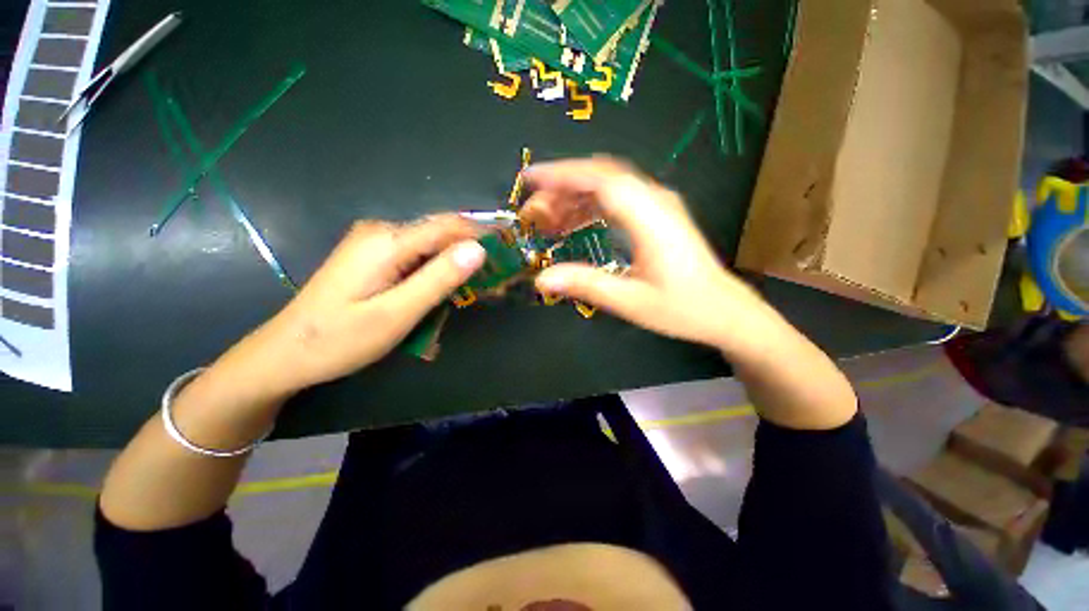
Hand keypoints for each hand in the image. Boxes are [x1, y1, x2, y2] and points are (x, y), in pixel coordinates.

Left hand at [214, 215, 485, 399]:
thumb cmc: (339, 339)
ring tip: (476, 290)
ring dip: (455, 266)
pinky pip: (417, 258)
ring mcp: (376, 243)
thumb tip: (479, 249)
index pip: (449, 226)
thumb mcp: (396, 314)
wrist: (285, 354)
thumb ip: (438, 279)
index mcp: (387, 240)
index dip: (484, 233)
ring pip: (431, 247)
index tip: (512, 248)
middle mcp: (382, 232)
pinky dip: (436, 273)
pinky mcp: (374, 257)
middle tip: (497, 278)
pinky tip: (441, 293)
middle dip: (472, 252)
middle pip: (441, 234)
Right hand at [524, 157, 779, 355]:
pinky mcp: (657, 214)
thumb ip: (586, 285)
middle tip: (534, 213)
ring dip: (574, 197)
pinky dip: (590, 206)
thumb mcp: (630, 301)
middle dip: (561, 188)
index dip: (562, 174)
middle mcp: (655, 200)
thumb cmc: (682, 308)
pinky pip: (617, 199)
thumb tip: (542, 279)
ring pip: (608, 185)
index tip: (530, 180)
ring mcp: (658, 205)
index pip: (600, 179)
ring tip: (548, 222)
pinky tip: (574, 224)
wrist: (724, 311)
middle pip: (601, 176)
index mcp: (650, 217)